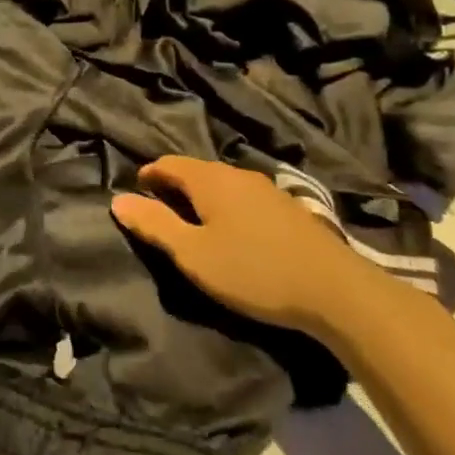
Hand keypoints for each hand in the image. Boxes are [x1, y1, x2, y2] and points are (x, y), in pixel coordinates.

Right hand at [111, 157, 380, 334]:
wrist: (336, 290)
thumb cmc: (253, 270)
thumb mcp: (193, 253)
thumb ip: (154, 225)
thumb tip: (118, 200)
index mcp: (210, 179)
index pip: (168, 164)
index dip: (148, 176)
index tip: (136, 194)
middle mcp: (238, 174)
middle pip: (196, 171)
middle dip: (174, 186)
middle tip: (160, 211)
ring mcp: (268, 189)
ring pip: (223, 184)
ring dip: (203, 197)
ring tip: (194, 223)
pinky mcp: (290, 209)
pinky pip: (245, 197)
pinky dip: (228, 207)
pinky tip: (234, 231)